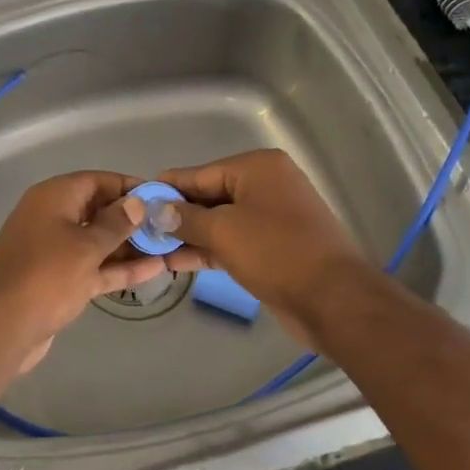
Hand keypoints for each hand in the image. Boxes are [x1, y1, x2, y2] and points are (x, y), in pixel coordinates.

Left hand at [0, 171, 167, 373]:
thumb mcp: (86, 246)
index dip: (129, 187)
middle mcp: (53, 217)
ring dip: (130, 245)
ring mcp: (56, 250)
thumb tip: (137, 202)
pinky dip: (118, 267)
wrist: (1, 327)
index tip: (161, 197)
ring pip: (98, 241)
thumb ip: (115, 224)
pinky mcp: (60, 280)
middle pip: (98, 210)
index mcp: (54, 197)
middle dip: (132, 218)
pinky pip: (94, 266)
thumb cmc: (46, 276)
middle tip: (170, 225)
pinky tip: (153, 270)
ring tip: (168, 247)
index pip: (98, 180)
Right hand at [156, 149, 368, 342]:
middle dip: (175, 215)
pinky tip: (176, 261)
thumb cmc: (277, 253)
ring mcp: (270, 217)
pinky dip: (207, 249)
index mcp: (257, 168)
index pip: (199, 173)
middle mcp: (265, 185)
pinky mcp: (272, 247)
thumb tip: (153, 208)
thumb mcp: (224, 231)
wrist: (335, 301)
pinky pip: (232, 241)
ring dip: (188, 235)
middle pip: (209, 196)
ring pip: (219, 221)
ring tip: (150, 249)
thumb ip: (185, 218)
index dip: (166, 189)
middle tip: (139, 230)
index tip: (135, 201)